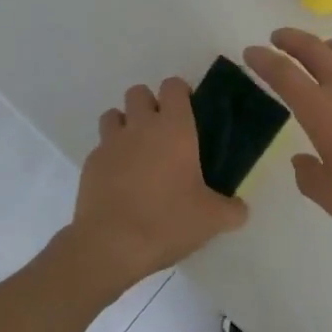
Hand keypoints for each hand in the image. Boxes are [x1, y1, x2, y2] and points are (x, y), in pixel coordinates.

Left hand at [62, 77, 247, 292]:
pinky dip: (109, 156)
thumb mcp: (212, 219)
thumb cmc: (167, 221)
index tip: (188, 112)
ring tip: (136, 152)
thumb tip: (241, 209)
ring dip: (124, 125)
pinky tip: (119, 181)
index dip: (180, 93)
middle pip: (138, 92)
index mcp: (174, 128)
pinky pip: (100, 148)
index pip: (173, 86)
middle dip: (149, 105)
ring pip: (113, 115)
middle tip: (162, 133)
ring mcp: (111, 143)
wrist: (111, 245)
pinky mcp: (90, 164)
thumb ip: (232, 210)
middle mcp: (140, 126)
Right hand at [243, 28, 331, 241]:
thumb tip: (302, 160)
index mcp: (320, 109)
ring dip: (327, 44)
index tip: (251, 52)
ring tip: (322, 50)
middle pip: (312, 48)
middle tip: (278, 37)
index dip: (263, 60)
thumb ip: (309, 176)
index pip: (283, 73)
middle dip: (290, 39)